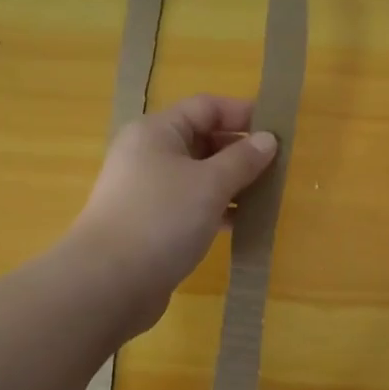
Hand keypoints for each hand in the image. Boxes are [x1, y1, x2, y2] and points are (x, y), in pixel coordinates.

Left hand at [68, 94, 277, 328]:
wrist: (109, 282)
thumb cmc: (162, 218)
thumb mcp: (210, 184)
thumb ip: (242, 160)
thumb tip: (268, 140)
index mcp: (157, 131)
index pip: (206, 107)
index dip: (243, 114)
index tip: (279, 132)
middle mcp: (148, 154)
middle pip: (202, 140)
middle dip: (240, 152)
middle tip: (279, 168)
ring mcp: (147, 191)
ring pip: (198, 177)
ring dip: (232, 184)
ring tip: (267, 197)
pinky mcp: (150, 224)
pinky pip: (190, 206)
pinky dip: (216, 210)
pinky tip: (242, 224)